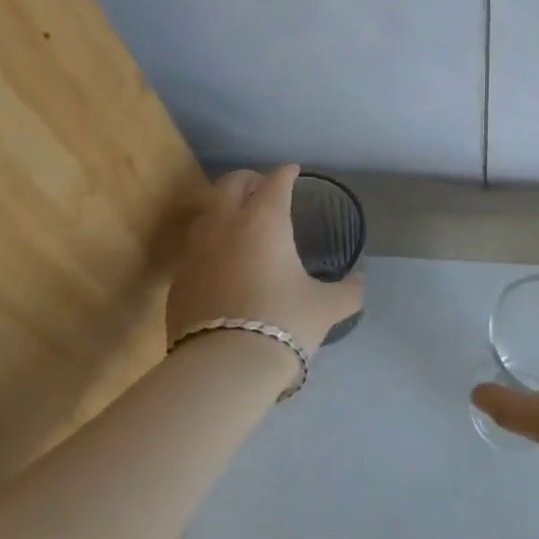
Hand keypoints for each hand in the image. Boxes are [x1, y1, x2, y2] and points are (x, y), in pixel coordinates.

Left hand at [163, 166, 362, 354]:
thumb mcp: (327, 307)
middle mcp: (226, 225)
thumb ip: (348, 290)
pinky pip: (195, 248)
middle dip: (249, 179)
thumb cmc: (284, 322)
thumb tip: (360, 282)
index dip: (286, 173)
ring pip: (207, 212)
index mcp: (265, 220)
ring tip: (240, 222)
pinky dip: (211, 244)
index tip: (294, 171)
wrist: (224, 366)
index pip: (275, 181)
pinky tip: (223, 263)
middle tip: (263, 188)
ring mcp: (195, 251)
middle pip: (231, 184)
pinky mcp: (178, 280)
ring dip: (224, 208)